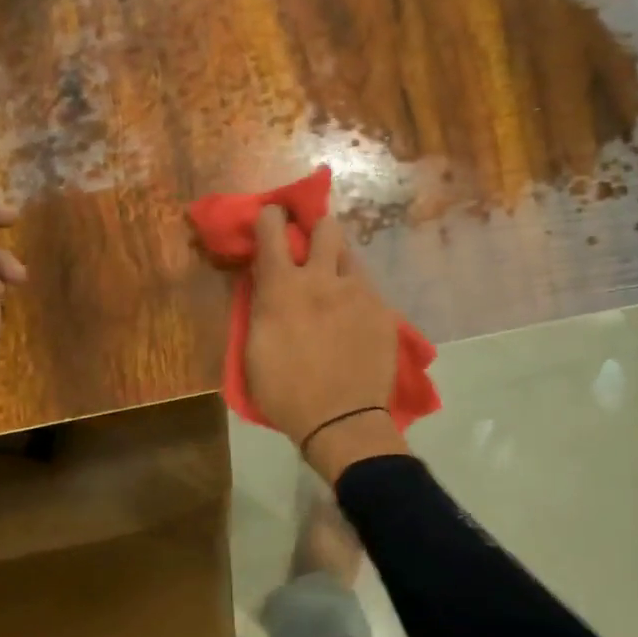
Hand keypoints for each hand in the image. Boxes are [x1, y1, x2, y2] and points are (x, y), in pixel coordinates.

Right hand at [244, 206, 407, 481]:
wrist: (340, 420)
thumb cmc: (284, 391)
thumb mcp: (255, 347)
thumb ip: (261, 305)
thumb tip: (264, 281)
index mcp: (283, 287)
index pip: (273, 229)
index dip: (271, 216)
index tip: (272, 217)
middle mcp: (322, 279)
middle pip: (327, 227)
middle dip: (317, 230)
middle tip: (311, 250)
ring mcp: (358, 293)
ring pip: (351, 257)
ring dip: (339, 264)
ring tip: (335, 289)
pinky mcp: (382, 311)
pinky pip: (367, 289)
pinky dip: (356, 295)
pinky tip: (353, 319)